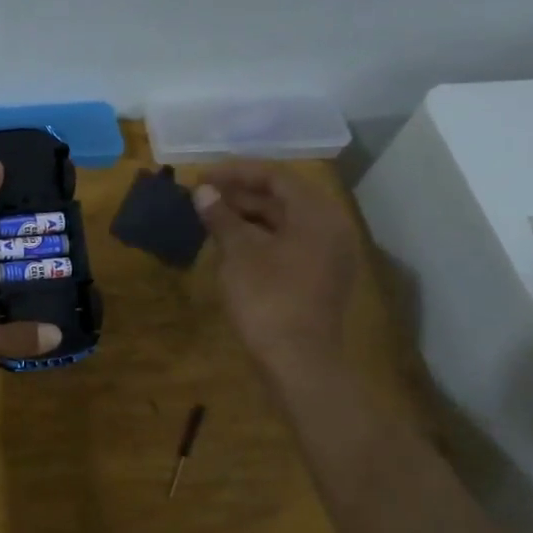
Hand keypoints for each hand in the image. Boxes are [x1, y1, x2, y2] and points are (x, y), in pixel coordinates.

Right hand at [194, 163, 357, 374]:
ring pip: (285, 222)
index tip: (202, 176)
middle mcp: (331, 228)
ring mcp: (328, 255)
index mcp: (317, 215)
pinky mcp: (319, 277)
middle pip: (284, 198)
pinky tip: (231, 244)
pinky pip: (289, 243)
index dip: (236, 173)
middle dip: (241, 194)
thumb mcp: (238, 253)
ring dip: (249, 216)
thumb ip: (221, 217)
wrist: (296, 360)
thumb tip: (203, 192)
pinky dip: (261, 237)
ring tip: (211, 216)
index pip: (276, 177)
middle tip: (204, 195)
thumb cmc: (267, 298)